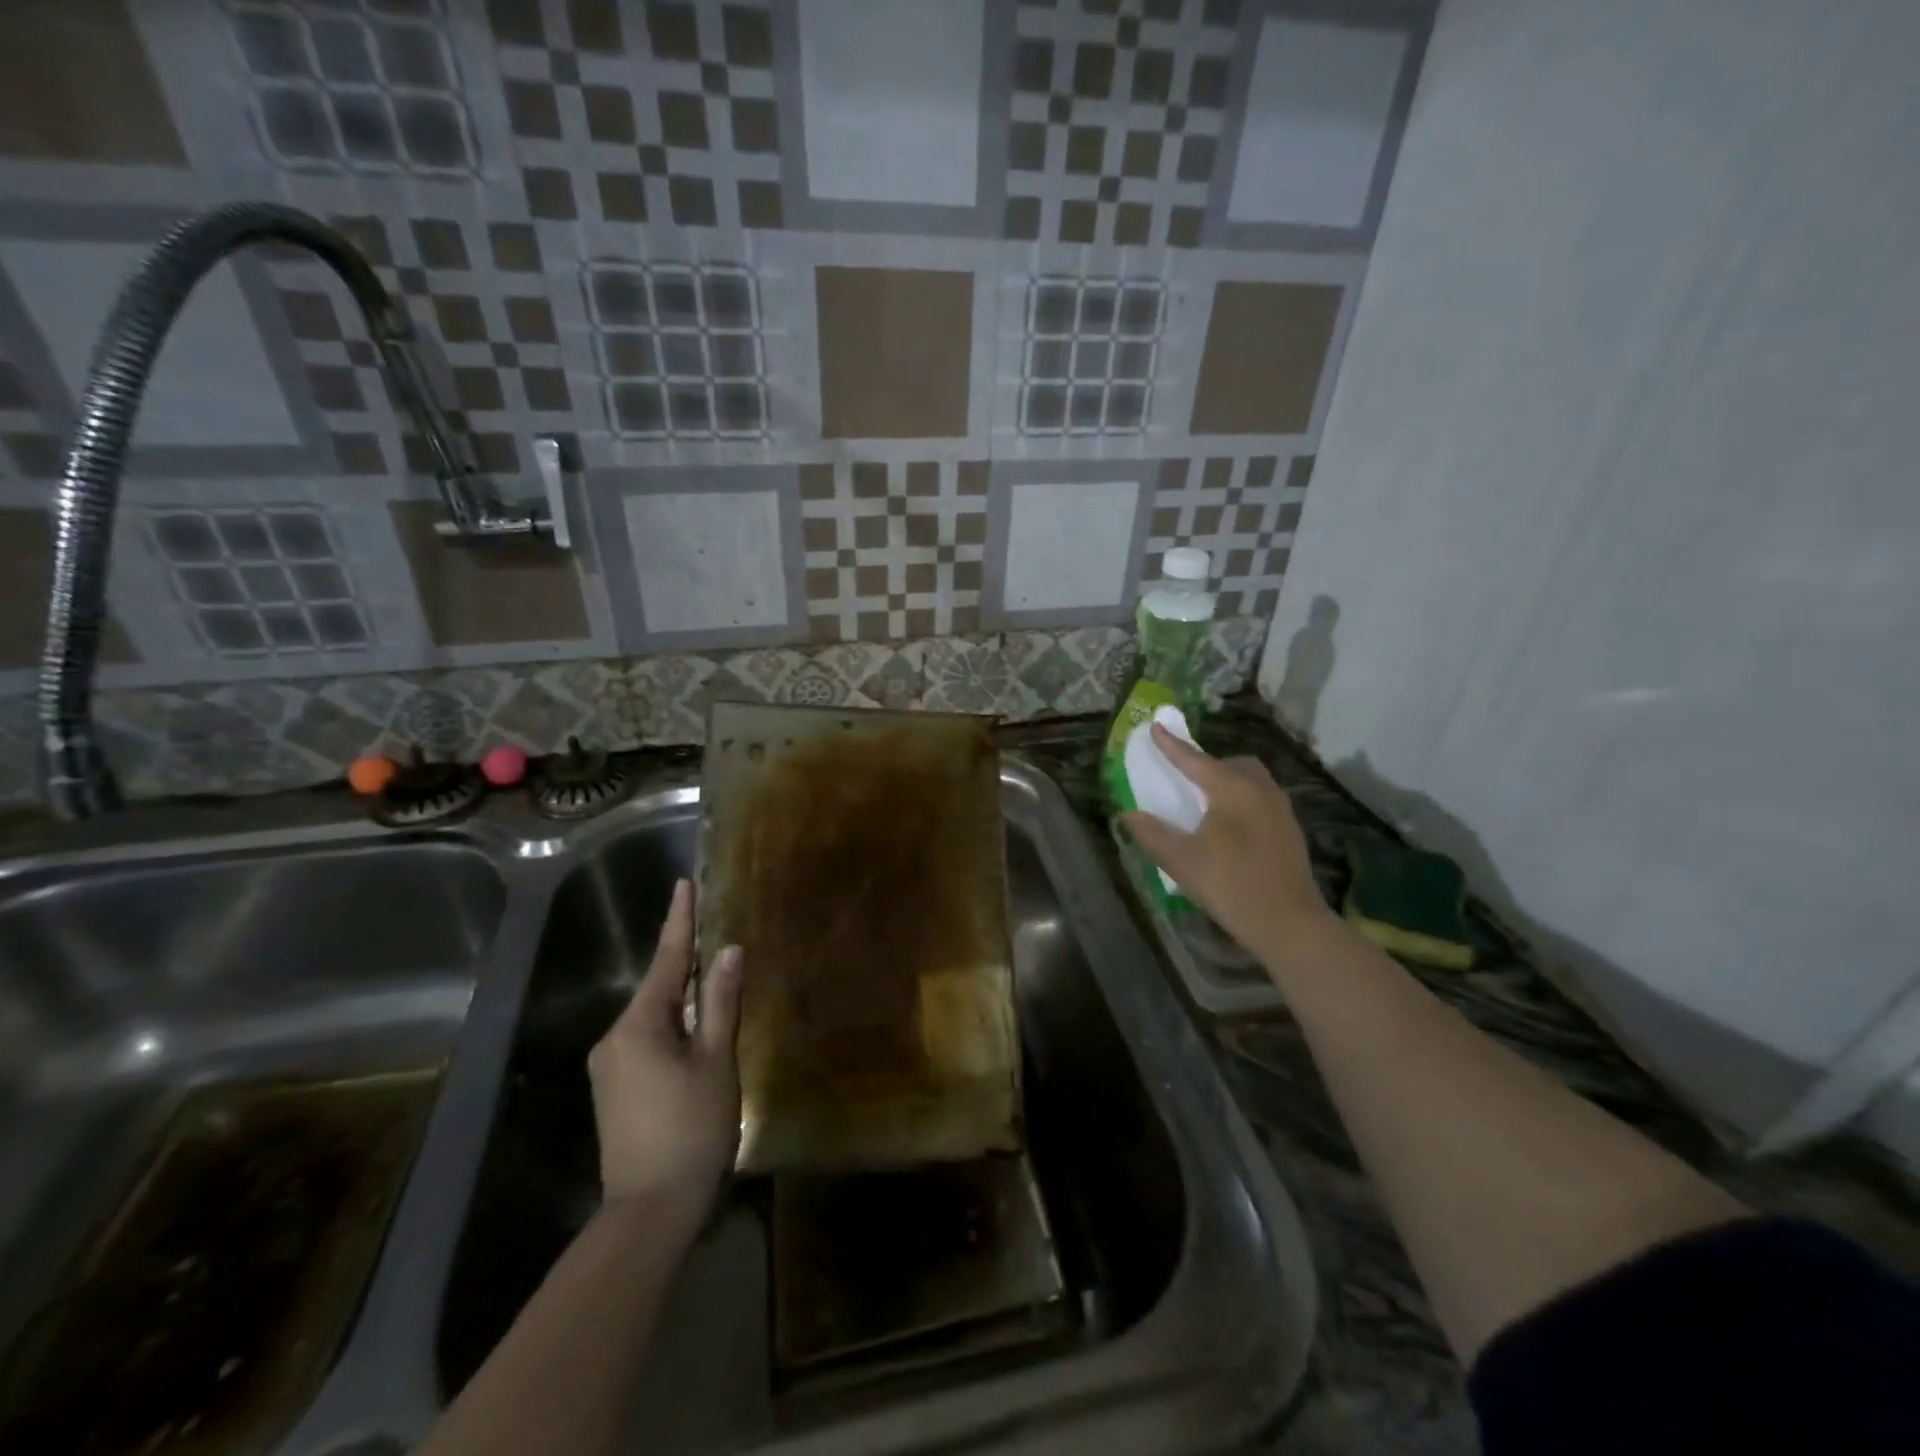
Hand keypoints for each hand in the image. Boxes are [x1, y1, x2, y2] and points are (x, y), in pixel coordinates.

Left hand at [587, 879, 743, 1213]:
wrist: (650, 1211)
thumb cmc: (691, 1128)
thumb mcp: (716, 1060)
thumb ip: (720, 1003)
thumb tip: (728, 952)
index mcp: (639, 1025)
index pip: (667, 960)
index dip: (679, 920)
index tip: (683, 884)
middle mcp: (615, 1038)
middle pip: (659, 988)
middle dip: (687, 964)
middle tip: (715, 937)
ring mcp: (610, 1067)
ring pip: (654, 1017)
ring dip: (683, 999)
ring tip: (715, 985)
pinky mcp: (614, 1090)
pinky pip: (647, 1040)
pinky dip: (673, 1027)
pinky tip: (696, 1034)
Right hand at [1122, 723, 1336, 959]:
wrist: (1288, 922)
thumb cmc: (1229, 884)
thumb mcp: (1181, 860)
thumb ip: (1152, 833)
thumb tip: (1128, 814)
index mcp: (1231, 789)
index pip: (1194, 760)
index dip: (1172, 745)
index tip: (1156, 727)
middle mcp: (1260, 789)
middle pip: (1232, 764)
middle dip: (1208, 764)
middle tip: (1187, 779)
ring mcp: (1281, 809)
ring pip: (1252, 781)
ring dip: (1228, 782)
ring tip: (1208, 803)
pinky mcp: (1291, 831)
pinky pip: (1262, 800)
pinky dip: (1243, 801)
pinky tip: (1232, 828)